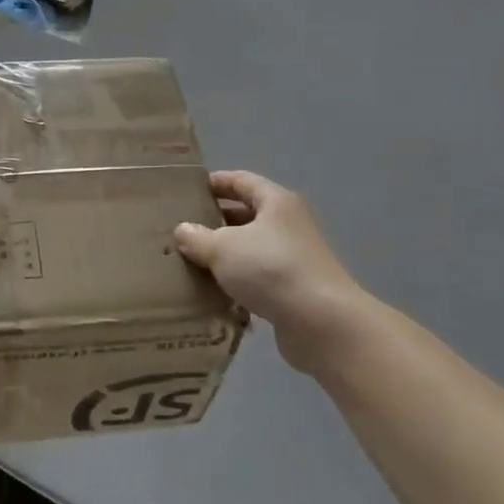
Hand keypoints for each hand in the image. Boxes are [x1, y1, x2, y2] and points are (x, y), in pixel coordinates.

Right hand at [174, 171, 364, 369]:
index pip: (241, 181)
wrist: (321, 322)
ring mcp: (294, 258)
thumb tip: (183, 230)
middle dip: (215, 221)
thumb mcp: (223, 248)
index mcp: (276, 202)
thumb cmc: (270, 269)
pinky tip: (213, 293)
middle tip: (182, 230)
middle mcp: (288, 225)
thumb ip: (197, 237)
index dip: (215, 182)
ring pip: (251, 249)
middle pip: (247, 215)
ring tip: (190, 262)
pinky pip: (258, 278)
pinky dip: (237, 283)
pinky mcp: (293, 290)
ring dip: (225, 255)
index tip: (187, 191)